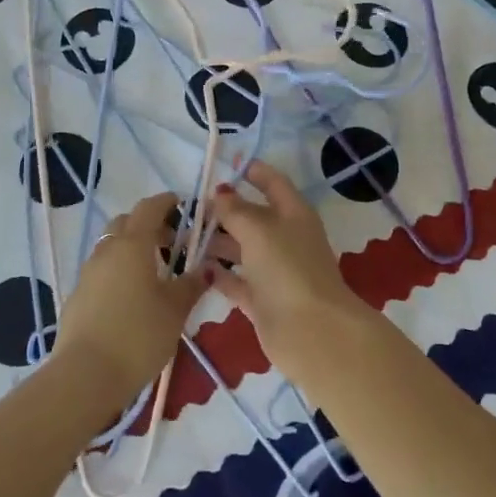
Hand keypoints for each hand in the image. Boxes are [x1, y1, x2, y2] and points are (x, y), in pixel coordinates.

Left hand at [53, 193, 208, 405]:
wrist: (85, 375)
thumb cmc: (138, 336)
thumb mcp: (174, 311)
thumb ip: (191, 285)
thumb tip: (207, 268)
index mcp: (133, 245)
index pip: (149, 208)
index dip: (166, 202)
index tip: (182, 203)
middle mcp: (107, 251)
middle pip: (126, 223)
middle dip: (148, 225)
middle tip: (172, 243)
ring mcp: (88, 273)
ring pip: (111, 247)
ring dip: (132, 249)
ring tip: (154, 273)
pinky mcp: (78, 296)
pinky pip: (102, 270)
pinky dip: (119, 271)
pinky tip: (132, 297)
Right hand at [207, 161, 370, 381]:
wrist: (311, 331)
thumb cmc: (287, 268)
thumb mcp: (258, 229)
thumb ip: (235, 209)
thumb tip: (220, 192)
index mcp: (293, 213)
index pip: (273, 183)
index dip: (252, 171)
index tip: (225, 165)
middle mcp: (285, 238)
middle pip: (253, 217)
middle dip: (224, 210)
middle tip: (189, 207)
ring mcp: (275, 271)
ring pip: (242, 249)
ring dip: (216, 242)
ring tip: (183, 236)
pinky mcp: (263, 300)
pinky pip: (236, 281)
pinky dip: (218, 274)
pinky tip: (194, 268)